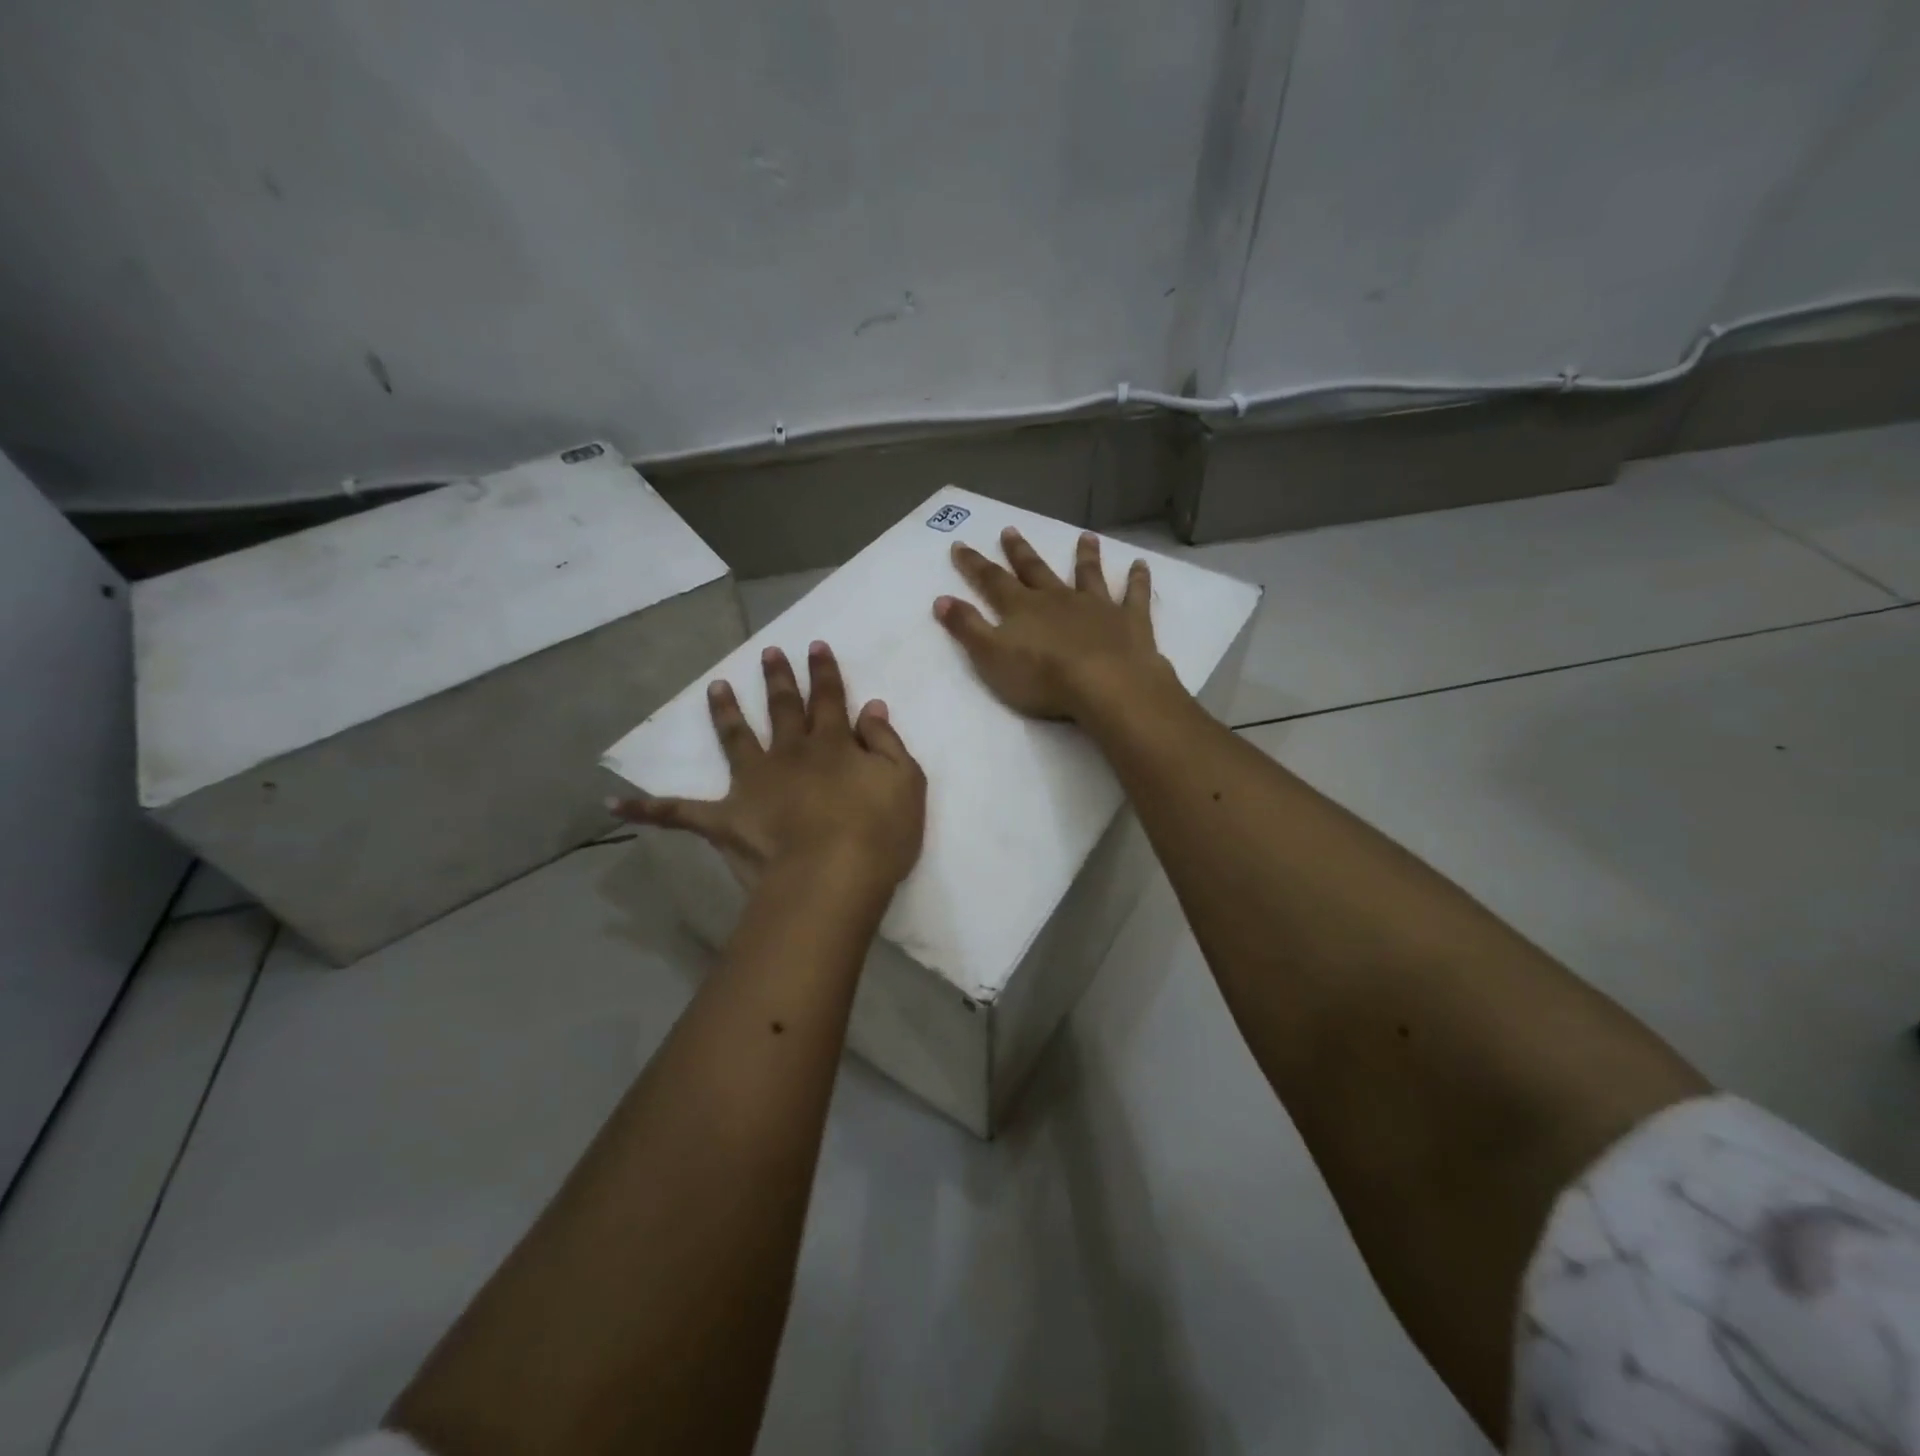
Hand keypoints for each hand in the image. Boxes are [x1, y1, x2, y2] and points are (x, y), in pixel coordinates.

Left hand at [612, 641, 925, 888]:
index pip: (828, 698)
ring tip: (715, 687)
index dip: (823, 671)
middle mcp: (789, 754)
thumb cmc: (878, 833)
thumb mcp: (904, 781)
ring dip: (725, 712)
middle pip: (782, 708)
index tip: (814, 646)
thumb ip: (886, 741)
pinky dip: (648, 808)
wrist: (832, 878)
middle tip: (768, 652)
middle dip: (777, 678)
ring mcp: (753, 784)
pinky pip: (679, 813)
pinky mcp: (725, 819)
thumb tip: (870, 708)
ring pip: (735, 739)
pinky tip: (615, 802)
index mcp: (831, 745)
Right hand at [934, 528, 1182, 722]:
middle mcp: (1058, 598)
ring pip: (1088, 574)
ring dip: (1085, 555)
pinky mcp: (1130, 620)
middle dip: (1021, 551)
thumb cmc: (1043, 677)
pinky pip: (1134, 595)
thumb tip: (941, 599)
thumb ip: (967, 627)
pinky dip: (1138, 579)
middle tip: (1011, 529)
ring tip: (1086, 536)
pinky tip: (1141, 564)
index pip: (992, 581)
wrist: (1106, 685)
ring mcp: (1096, 606)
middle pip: (1036, 570)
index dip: (974, 564)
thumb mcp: (991, 656)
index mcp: (1023, 608)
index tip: (961, 544)